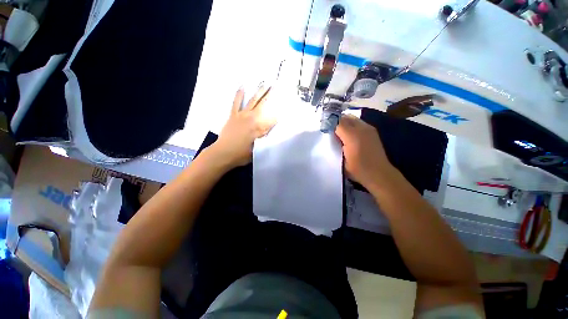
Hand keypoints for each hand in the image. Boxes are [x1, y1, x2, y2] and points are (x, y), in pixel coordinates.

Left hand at [210, 86, 275, 168]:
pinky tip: (242, 86)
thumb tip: (272, 129)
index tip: (286, 107)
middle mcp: (252, 118)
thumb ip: (266, 139)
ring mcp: (242, 115)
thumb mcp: (258, 149)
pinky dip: (239, 94)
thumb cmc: (242, 154)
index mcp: (260, 128)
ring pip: (253, 101)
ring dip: (259, 92)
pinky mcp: (233, 115)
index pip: (273, 118)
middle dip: (271, 95)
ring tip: (265, 83)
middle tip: (276, 86)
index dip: (280, 113)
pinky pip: (236, 102)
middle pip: (264, 105)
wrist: (223, 153)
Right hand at [335, 114, 394, 187]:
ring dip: (345, 123)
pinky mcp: (373, 132)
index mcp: (352, 136)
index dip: (330, 125)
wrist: (379, 174)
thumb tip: (331, 134)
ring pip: (353, 119)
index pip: (337, 123)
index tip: (325, 130)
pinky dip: (352, 126)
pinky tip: (350, 136)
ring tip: (340, 133)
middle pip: (345, 118)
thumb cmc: (358, 169)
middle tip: (331, 131)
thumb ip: (336, 145)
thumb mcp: (342, 160)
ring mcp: (369, 129)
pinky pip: (359, 123)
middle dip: (337, 122)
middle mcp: (361, 129)